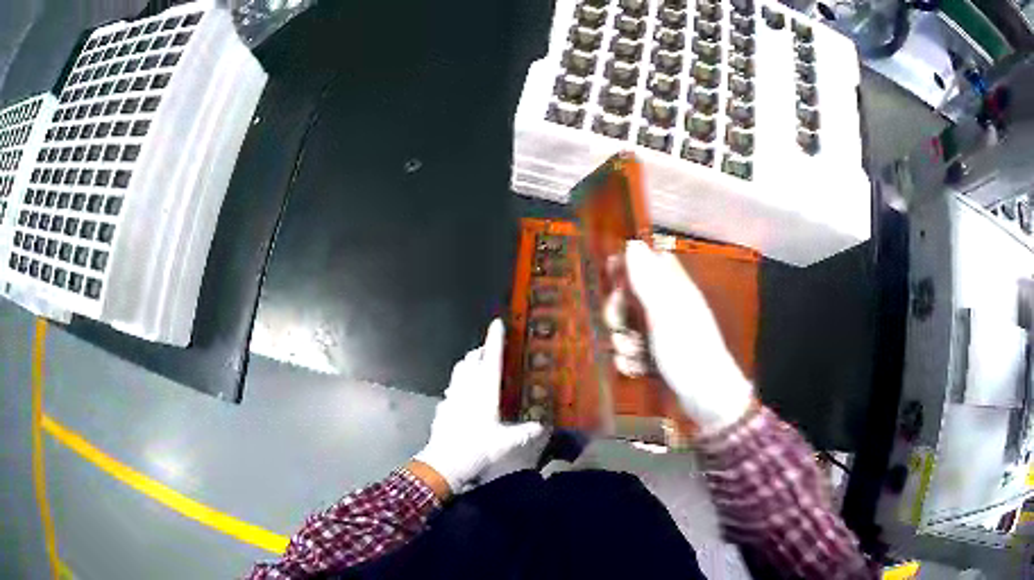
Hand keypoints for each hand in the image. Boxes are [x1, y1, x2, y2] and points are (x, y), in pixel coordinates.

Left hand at [413, 319, 544, 495]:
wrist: (445, 461)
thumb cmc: (478, 448)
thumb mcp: (506, 442)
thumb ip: (524, 432)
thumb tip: (542, 427)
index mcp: (485, 391)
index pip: (491, 359)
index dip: (495, 340)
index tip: (496, 323)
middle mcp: (467, 388)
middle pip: (472, 360)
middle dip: (481, 351)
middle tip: (490, 350)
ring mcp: (452, 395)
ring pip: (459, 370)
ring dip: (468, 364)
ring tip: (477, 366)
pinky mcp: (443, 406)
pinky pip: (452, 387)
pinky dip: (459, 383)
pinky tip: (462, 394)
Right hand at [616, 240, 753, 434]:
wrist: (704, 397)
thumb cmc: (688, 350)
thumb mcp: (665, 312)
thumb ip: (647, 279)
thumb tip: (632, 243)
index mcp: (674, 289)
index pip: (649, 262)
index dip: (629, 265)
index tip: (612, 276)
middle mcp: (667, 307)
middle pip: (630, 296)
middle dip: (618, 312)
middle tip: (621, 325)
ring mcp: (662, 334)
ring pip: (627, 327)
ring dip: (623, 342)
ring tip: (637, 355)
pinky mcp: (656, 357)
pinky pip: (632, 352)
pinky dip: (631, 361)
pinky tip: (638, 370)